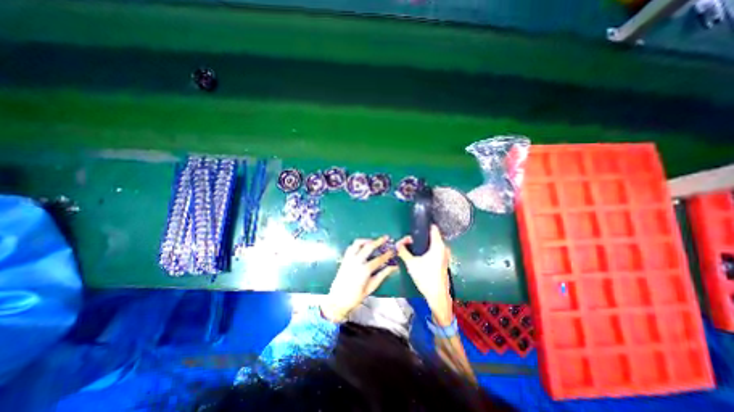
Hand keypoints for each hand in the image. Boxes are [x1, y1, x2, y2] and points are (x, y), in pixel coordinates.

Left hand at [322, 236, 398, 322]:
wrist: (337, 300)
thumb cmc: (355, 296)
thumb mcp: (371, 287)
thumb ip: (382, 275)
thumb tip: (393, 267)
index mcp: (364, 270)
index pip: (379, 259)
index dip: (387, 254)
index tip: (393, 250)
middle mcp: (356, 262)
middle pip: (368, 247)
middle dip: (378, 241)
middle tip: (385, 238)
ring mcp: (349, 259)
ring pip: (357, 243)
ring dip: (366, 240)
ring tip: (373, 241)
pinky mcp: (344, 259)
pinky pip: (351, 247)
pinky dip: (357, 244)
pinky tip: (362, 247)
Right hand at [396, 225, 454, 324]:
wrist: (437, 296)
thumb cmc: (425, 277)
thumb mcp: (411, 263)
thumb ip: (403, 251)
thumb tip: (397, 244)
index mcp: (438, 246)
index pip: (433, 228)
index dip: (424, 225)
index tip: (415, 225)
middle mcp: (444, 248)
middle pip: (432, 235)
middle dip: (421, 235)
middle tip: (409, 238)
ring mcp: (445, 255)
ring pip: (434, 243)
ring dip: (424, 243)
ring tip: (412, 245)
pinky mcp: (444, 261)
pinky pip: (435, 250)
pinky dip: (428, 249)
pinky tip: (419, 253)